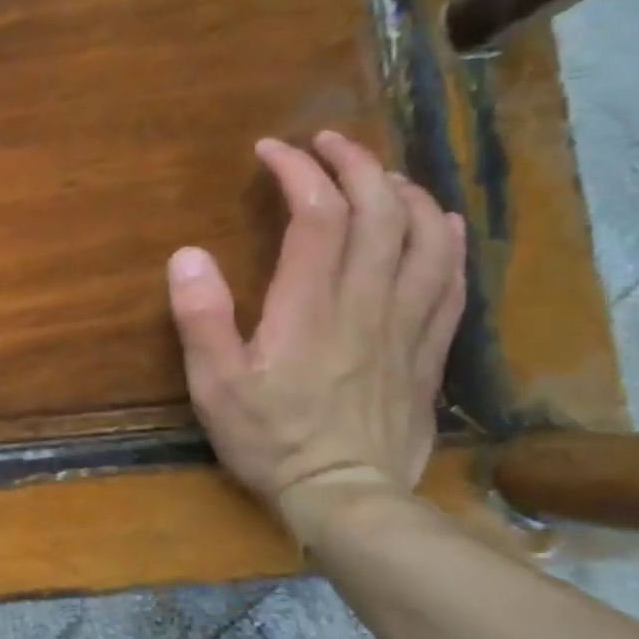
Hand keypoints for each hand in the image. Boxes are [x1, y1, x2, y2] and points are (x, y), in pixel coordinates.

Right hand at [167, 131, 465, 525]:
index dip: (299, 172)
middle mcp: (365, 303)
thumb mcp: (213, 384)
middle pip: (379, 213)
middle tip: (325, 142)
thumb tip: (188, 253)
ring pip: (423, 238)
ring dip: (402, 192)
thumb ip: (201, 317)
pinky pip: (450, 280)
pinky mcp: (426, 349)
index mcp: (309, 308)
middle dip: (354, 164)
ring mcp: (405, 325)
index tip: (272, 151)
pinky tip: (436, 223)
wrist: (346, 496)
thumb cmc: (269, 438)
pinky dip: (445, 240)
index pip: (317, 216)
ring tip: (377, 174)